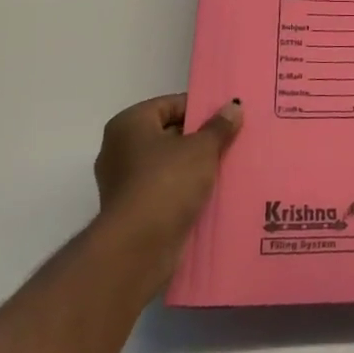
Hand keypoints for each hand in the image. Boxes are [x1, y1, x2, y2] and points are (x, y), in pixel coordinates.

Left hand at [93, 93, 241, 288]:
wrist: (138, 248)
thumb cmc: (167, 183)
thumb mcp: (201, 148)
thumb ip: (219, 126)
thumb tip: (233, 106)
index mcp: (129, 124)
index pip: (171, 104)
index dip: (201, 109)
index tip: (228, 117)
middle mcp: (119, 149)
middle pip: (169, 133)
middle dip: (200, 138)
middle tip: (232, 140)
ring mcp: (123, 182)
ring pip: (168, 164)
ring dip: (194, 166)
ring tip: (228, 166)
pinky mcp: (132, 210)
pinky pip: (165, 189)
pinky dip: (185, 190)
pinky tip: (212, 192)